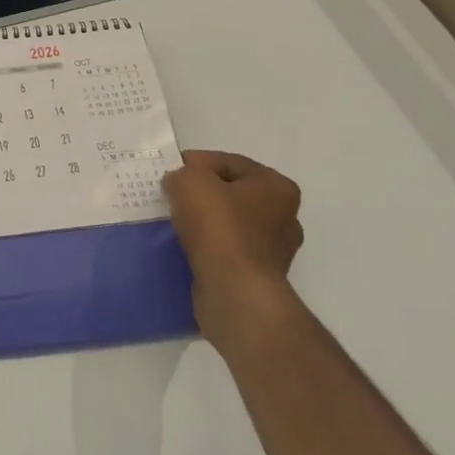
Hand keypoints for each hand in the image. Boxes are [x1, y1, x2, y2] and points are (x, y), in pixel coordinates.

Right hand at [162, 150, 304, 345]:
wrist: (234, 292)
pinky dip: (207, 247)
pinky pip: (226, 250)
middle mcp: (284, 216)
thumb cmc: (219, 228)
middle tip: (171, 198)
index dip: (195, 164)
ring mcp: (274, 249)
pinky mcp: (258, 275)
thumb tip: (181, 182)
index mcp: (276, 187)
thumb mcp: (191, 181)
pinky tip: (186, 248)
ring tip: (174, 224)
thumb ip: (183, 172)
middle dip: (201, 194)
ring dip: (204, 223)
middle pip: (231, 193)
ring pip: (228, 223)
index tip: (169, 175)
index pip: (228, 162)